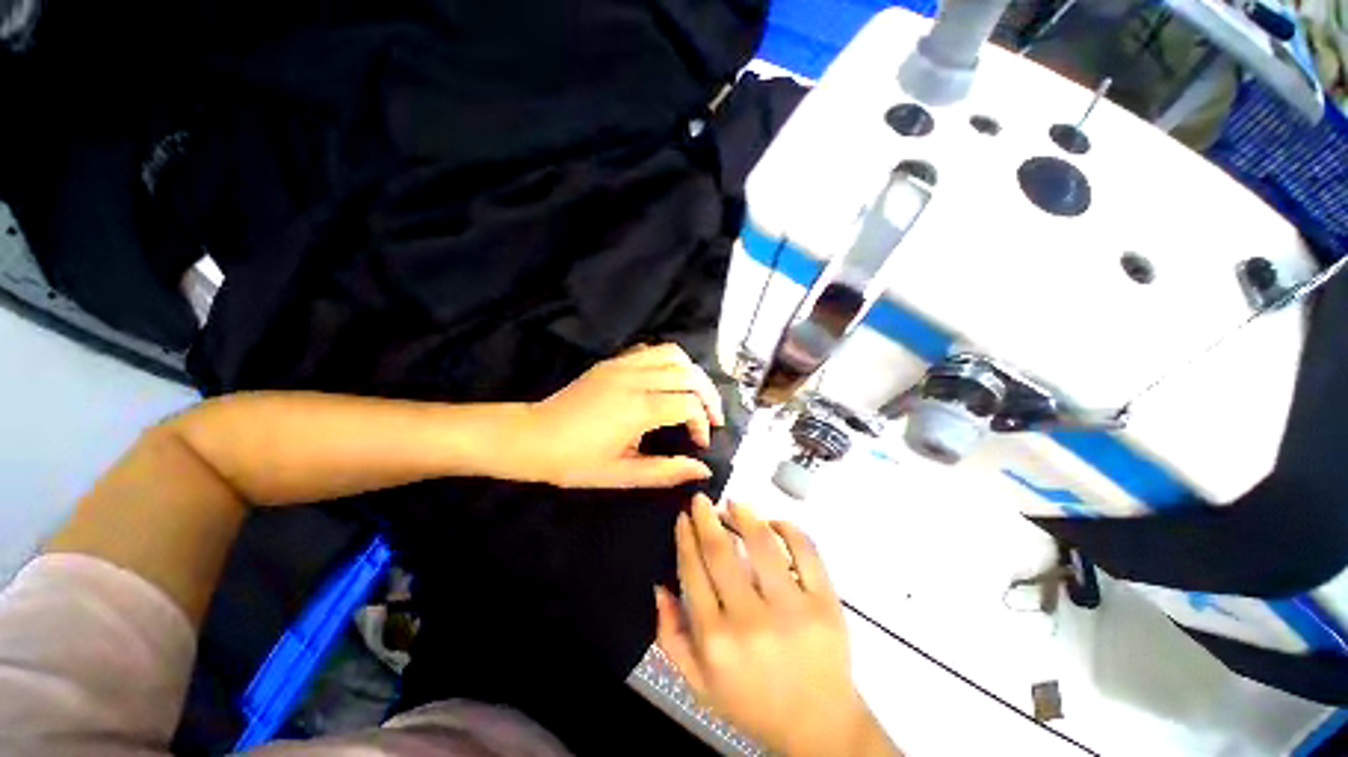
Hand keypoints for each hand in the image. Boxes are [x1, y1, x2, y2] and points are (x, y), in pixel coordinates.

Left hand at [518, 344, 725, 488]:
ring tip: (695, 395)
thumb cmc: (575, 461)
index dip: (702, 423)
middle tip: (712, 418)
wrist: (532, 437)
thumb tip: (702, 469)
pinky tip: (667, 381)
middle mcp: (635, 379)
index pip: (689, 404)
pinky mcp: (613, 361)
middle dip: (708, 395)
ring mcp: (622, 365)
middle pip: (689, 373)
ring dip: (692, 373)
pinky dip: (669, 361)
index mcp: (637, 409)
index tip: (699, 443)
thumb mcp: (621, 475)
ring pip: (673, 353)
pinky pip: (651, 350)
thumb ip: (666, 471)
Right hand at [655, 496, 900, 756]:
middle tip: (701, 500)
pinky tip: (773, 522)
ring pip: (762, 543)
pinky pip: (805, 550)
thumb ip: (671, 636)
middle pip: (721, 552)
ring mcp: (792, 609)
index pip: (693, 572)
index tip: (683, 517)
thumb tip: (659, 586)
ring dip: (744, 514)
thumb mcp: (699, 683)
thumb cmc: (753, 702)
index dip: (686, 538)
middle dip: (707, 518)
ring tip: (734, 503)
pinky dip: (787, 527)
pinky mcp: (825, 602)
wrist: (818, 726)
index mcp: (716, 641)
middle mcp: (750, 621)